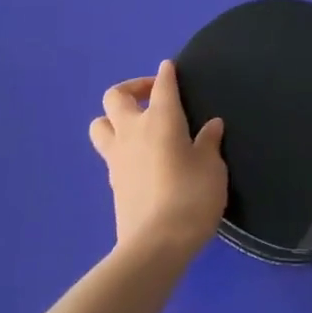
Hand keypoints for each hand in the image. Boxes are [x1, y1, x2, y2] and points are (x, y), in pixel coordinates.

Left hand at [89, 61, 226, 260]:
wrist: (155, 245)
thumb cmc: (191, 197)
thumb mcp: (212, 168)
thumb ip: (209, 143)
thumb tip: (211, 125)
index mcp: (162, 119)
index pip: (162, 86)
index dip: (166, 74)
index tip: (169, 67)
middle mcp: (133, 131)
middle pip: (116, 96)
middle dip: (132, 88)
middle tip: (151, 96)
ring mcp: (117, 157)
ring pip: (99, 124)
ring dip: (113, 118)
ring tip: (136, 126)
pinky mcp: (112, 182)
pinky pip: (108, 153)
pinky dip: (120, 148)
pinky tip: (139, 159)